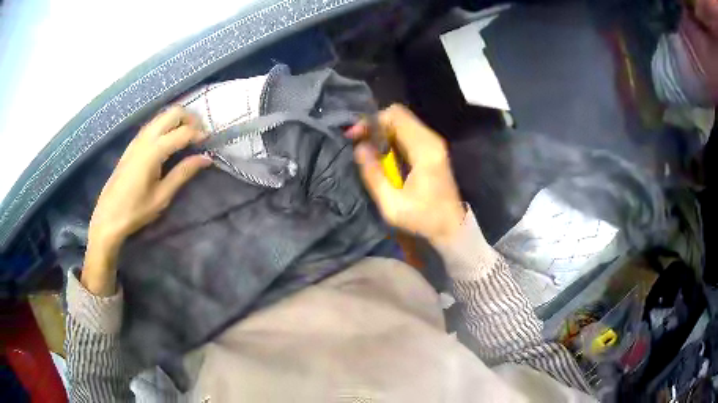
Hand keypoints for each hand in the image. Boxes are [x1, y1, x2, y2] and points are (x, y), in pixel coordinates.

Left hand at [83, 106, 211, 294]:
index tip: (209, 142)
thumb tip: (206, 158)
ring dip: (178, 120)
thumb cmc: (136, 210)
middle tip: (199, 135)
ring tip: (188, 137)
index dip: (199, 134)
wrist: (108, 216)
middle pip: (173, 112)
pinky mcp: (133, 143)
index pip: (183, 132)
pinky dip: (167, 125)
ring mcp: (137, 138)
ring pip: (163, 115)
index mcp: (154, 151)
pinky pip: (154, 124)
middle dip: (190, 119)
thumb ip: (183, 173)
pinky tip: (170, 141)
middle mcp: (146, 138)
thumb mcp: (162, 196)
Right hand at [347, 105, 464, 243]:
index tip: (354, 136)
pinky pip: (409, 132)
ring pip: (403, 122)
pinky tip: (383, 154)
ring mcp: (434, 143)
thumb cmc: (424, 219)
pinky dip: (392, 138)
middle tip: (358, 142)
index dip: (371, 121)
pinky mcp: (433, 150)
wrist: (452, 227)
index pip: (396, 116)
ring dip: (382, 131)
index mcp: (424, 149)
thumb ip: (373, 174)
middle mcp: (431, 140)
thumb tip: (359, 148)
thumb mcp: (392, 204)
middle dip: (375, 124)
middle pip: (399, 115)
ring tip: (367, 148)